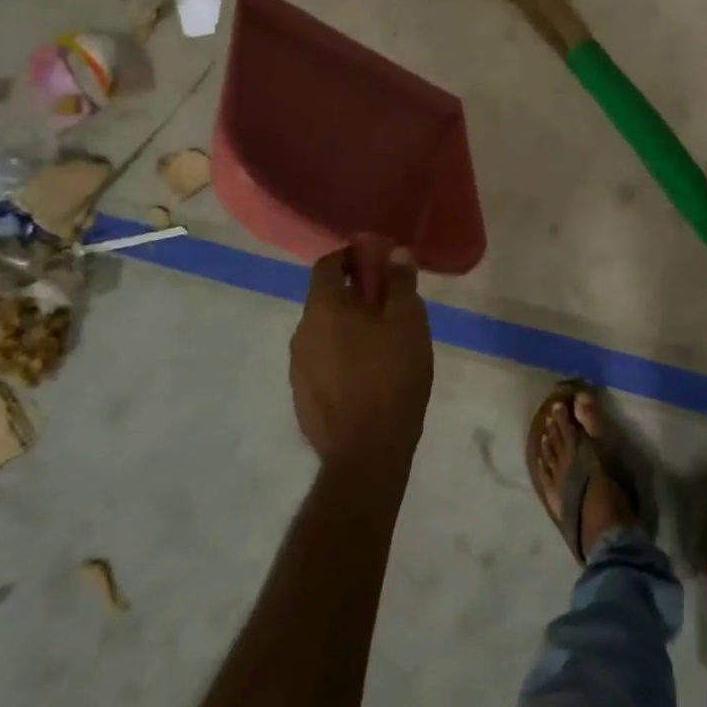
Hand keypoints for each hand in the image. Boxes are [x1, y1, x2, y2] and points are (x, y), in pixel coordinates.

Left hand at [290, 240, 433, 471]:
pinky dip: (342, 356)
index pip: (327, 265)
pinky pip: (322, 361)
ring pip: (324, 332)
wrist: (366, 453)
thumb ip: (400, 283)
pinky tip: (369, 375)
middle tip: (390, 306)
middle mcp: (302, 332)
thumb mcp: (408, 322)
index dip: (351, 257)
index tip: (378, 262)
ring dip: (349, 327)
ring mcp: (298, 368)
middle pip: (325, 299)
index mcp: (323, 308)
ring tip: (384, 343)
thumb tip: (394, 253)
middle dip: (355, 295)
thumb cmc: (391, 376)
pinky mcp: (302, 397)